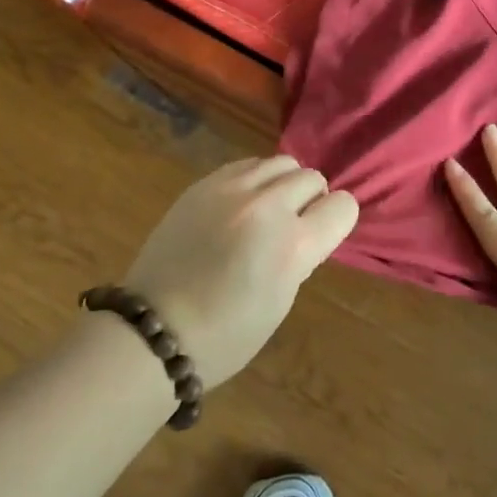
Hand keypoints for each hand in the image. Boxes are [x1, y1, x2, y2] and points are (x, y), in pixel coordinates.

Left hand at [122, 155, 357, 385]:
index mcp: (292, 246)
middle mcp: (266, 208)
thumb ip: (300, 255)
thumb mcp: (281, 300)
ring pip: (281, 162)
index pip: (342, 207)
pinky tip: (241, 204)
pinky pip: (246, 164)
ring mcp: (231, 190)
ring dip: (284, 183)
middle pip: (312, 178)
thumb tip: (305, 228)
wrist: (154, 329)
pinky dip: (254, 179)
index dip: (338, 220)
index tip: (324, 233)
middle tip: (294, 225)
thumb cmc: (226, 334)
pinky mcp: (203, 184)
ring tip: (268, 209)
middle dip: (311, 200)